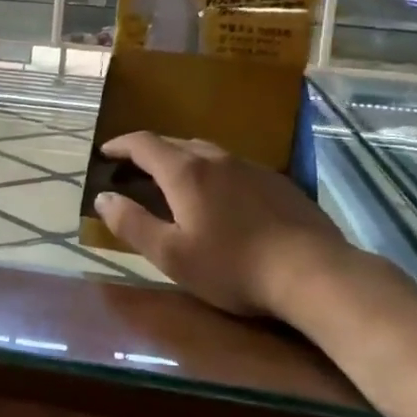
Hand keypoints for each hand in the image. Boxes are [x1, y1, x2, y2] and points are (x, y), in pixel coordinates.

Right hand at [94, 132, 363, 320]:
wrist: (313, 273)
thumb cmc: (232, 266)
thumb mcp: (171, 254)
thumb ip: (131, 224)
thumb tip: (103, 198)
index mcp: (185, 172)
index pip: (144, 144)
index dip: (120, 145)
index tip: (105, 153)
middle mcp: (216, 159)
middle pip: (175, 143)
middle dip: (149, 152)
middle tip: (134, 170)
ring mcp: (250, 167)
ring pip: (206, 152)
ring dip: (182, 159)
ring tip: (173, 180)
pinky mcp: (276, 181)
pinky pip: (232, 166)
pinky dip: (212, 172)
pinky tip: (219, 197)